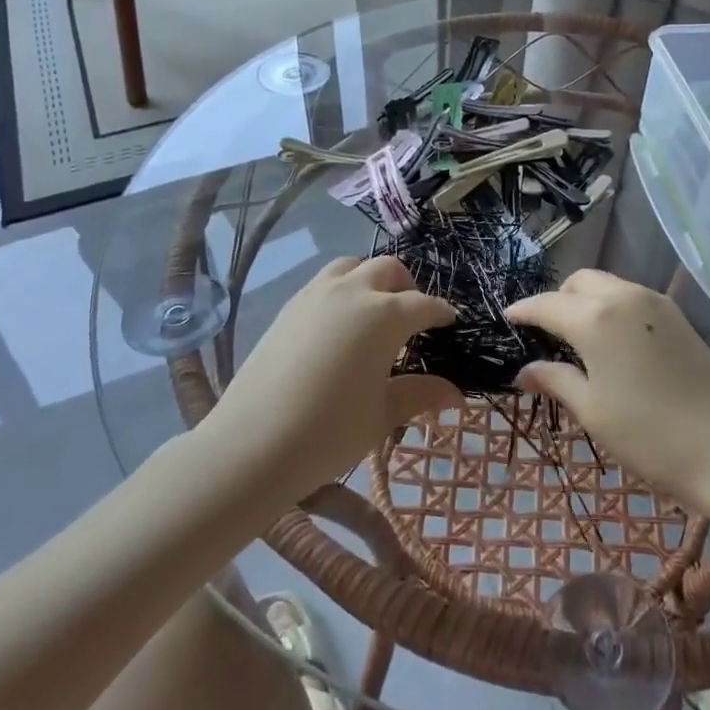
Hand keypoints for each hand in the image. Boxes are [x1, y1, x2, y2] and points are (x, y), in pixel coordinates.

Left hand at [208, 257, 461, 500]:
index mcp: (384, 315)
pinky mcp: (288, 307)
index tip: (450, 322)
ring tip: (373, 310)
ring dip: (370, 278)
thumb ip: (420, 395)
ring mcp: (315, 295)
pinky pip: (323, 283)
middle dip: (407, 287)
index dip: (440, 312)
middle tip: (412, 316)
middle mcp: (352, 292)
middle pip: (388, 269)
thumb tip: (457, 394)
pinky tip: (338, 324)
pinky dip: (341, 290)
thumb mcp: (382, 415)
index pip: (423, 304)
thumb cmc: (329, 431)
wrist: (252, 443)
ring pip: (351, 266)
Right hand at [507, 270, 709, 509]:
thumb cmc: (648, 435)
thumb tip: (526, 371)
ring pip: (607, 284)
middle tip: (547, 333)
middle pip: (579, 282)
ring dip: (586, 300)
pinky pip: (632, 296)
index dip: (524, 311)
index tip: (508, 319)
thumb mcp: (592, 410)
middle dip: (557, 299)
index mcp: (595, 319)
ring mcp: (655, 302)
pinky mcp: (677, 315)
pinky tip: (613, 340)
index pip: (547, 304)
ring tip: (579, 337)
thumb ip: (556, 381)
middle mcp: (624, 297)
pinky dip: (612, 306)